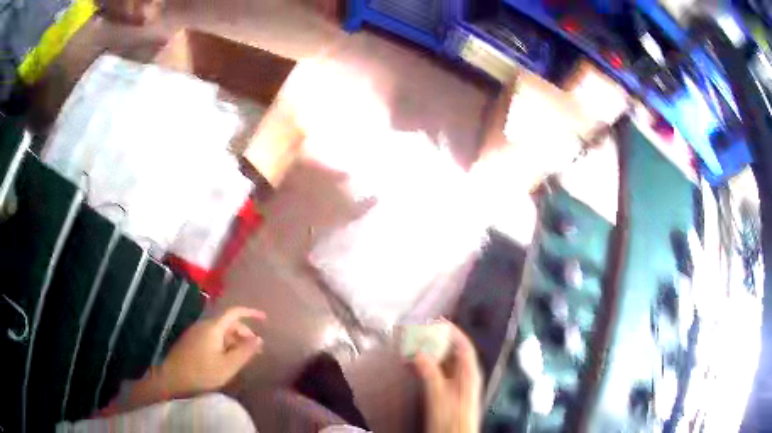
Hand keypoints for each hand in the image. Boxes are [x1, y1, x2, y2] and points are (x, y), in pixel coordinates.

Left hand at [160, 307, 265, 396]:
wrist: (172, 379)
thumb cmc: (202, 373)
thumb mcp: (228, 365)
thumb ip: (245, 351)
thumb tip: (259, 339)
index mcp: (213, 327)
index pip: (234, 312)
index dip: (250, 313)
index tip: (265, 319)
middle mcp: (204, 325)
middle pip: (228, 322)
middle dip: (244, 332)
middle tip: (256, 349)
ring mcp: (196, 333)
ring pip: (220, 331)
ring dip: (235, 340)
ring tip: (244, 356)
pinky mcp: (192, 341)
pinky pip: (213, 337)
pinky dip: (224, 344)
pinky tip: (228, 359)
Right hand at [413, 321, 481, 432]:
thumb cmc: (452, 420)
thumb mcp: (439, 396)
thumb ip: (430, 373)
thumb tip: (419, 352)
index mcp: (469, 374)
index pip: (464, 346)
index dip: (452, 332)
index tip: (437, 321)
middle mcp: (464, 377)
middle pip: (453, 353)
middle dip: (438, 340)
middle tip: (421, 332)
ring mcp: (456, 386)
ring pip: (444, 363)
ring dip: (430, 353)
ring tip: (413, 345)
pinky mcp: (447, 394)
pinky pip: (437, 373)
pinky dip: (426, 366)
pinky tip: (414, 365)